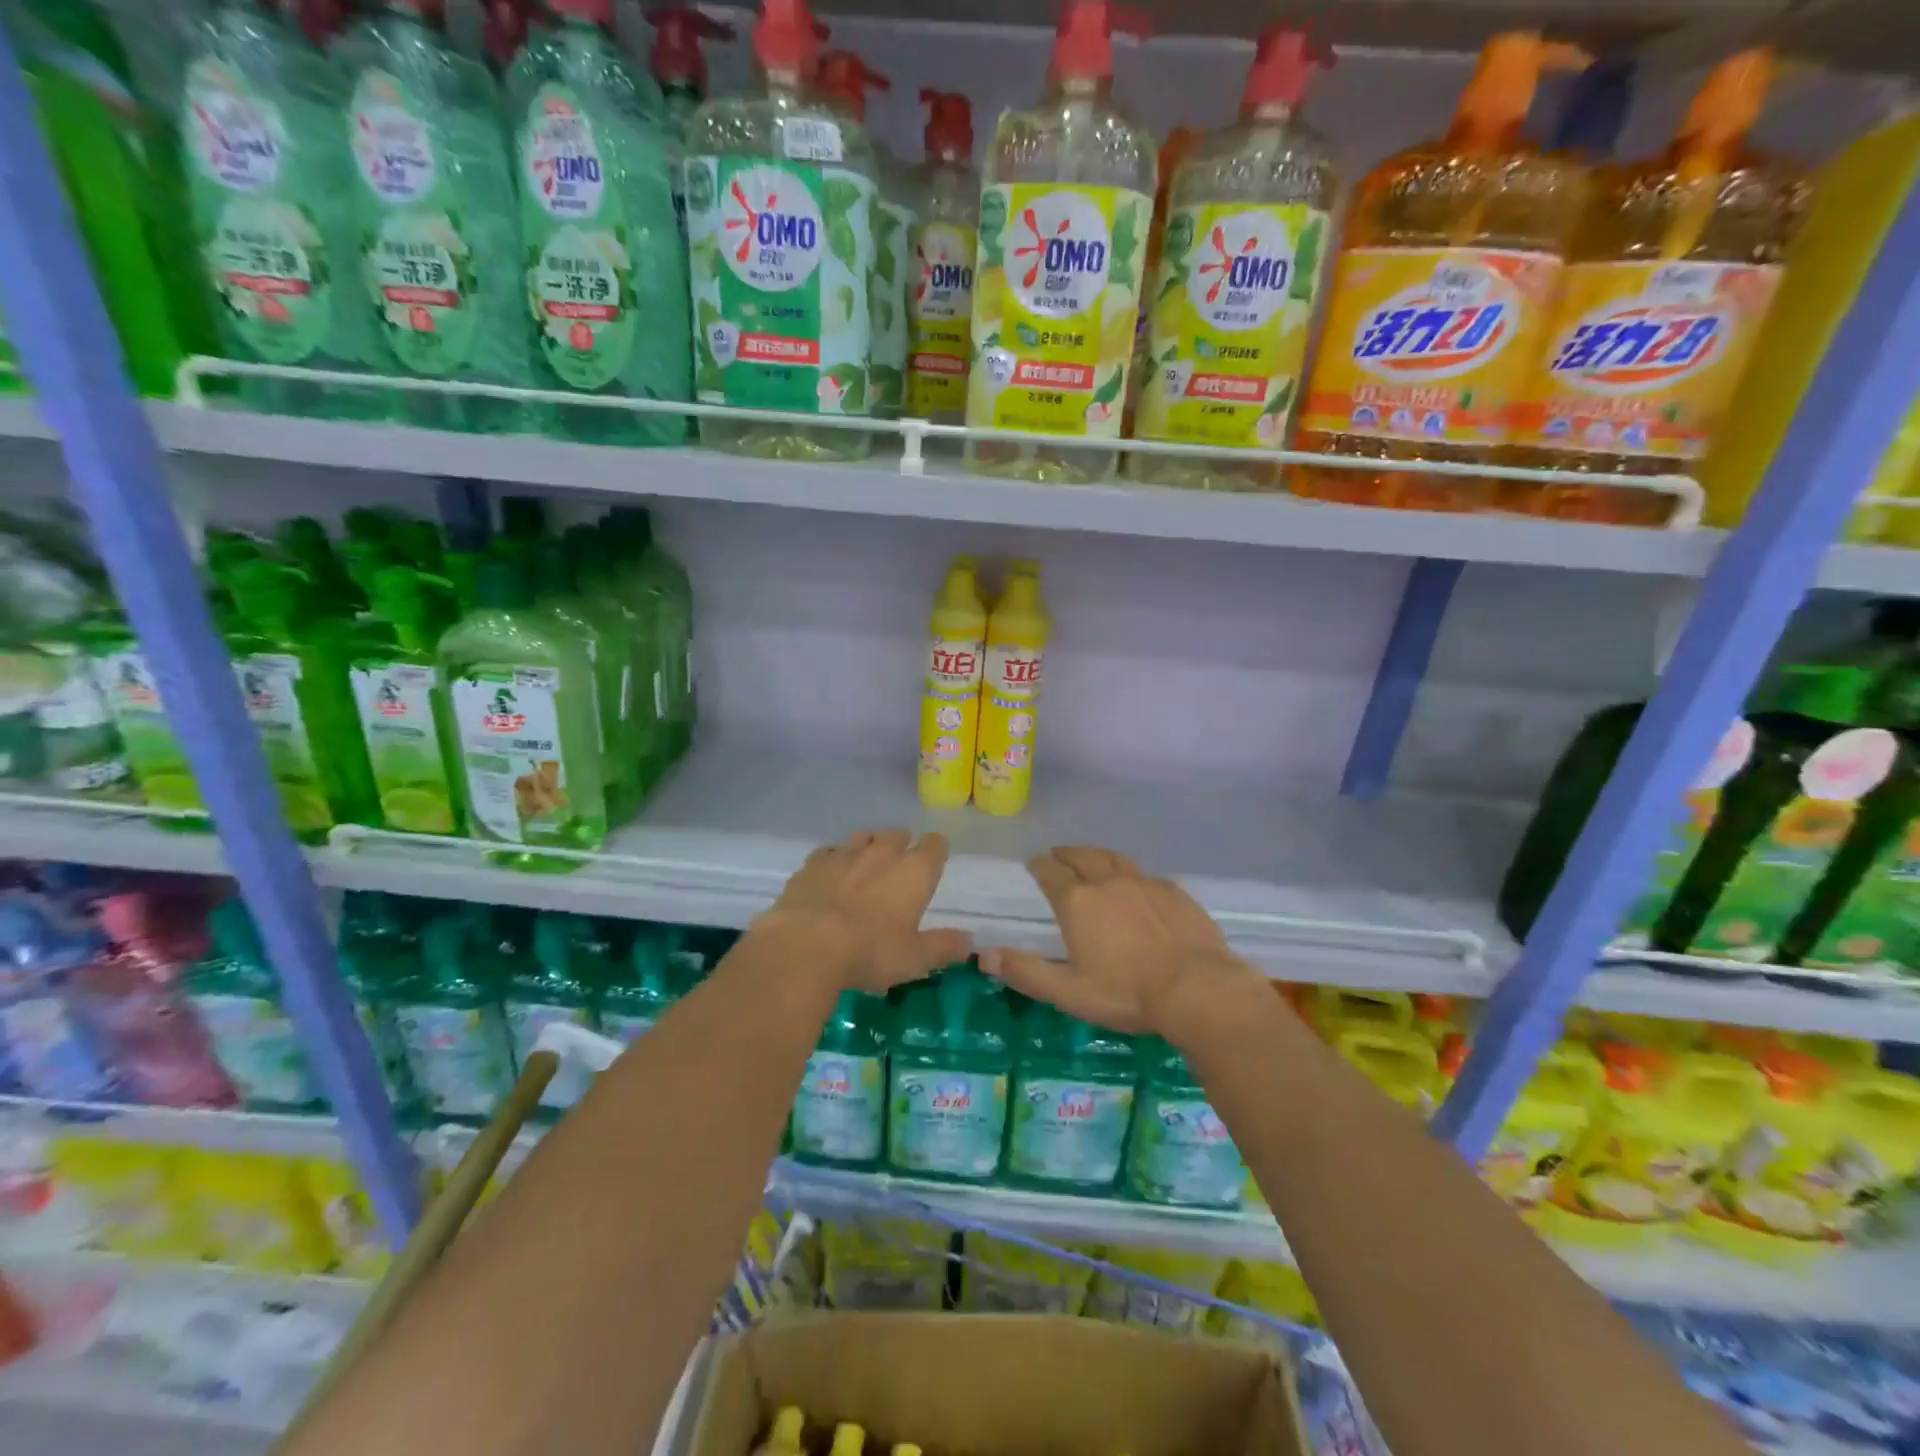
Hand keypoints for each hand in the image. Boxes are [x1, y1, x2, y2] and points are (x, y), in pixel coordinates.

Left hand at [751, 829, 970, 994]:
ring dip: (868, 848)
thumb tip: (969, 941)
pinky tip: (830, 876)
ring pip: (863, 837)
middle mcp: (883, 852)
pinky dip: (834, 861)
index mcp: (915, 871)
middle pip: (898, 834)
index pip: (935, 845)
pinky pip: (829, 853)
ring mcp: (845, 854)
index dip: (936, 850)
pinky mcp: (812, 863)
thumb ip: (944, 947)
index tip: (935, 861)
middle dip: (902, 845)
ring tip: (866, 867)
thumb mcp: (915, 959)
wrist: (806, 945)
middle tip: (900, 867)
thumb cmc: (871, 951)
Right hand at [979, 846, 1256, 1037]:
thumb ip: (1026, 972)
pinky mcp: (1174, 891)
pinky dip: (1131, 875)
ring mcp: (1144, 883)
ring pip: (1114, 858)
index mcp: (1077, 902)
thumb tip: (984, 956)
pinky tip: (1136, 886)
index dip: (1039, 866)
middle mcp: (1108, 882)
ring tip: (1092, 859)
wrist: (1197, 988)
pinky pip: (1145, 875)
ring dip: (1097, 856)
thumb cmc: (1125, 993)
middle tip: (1059, 855)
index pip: (1050, 872)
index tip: (1034, 864)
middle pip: (1082, 856)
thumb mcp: (1068, 991)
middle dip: (1066, 854)